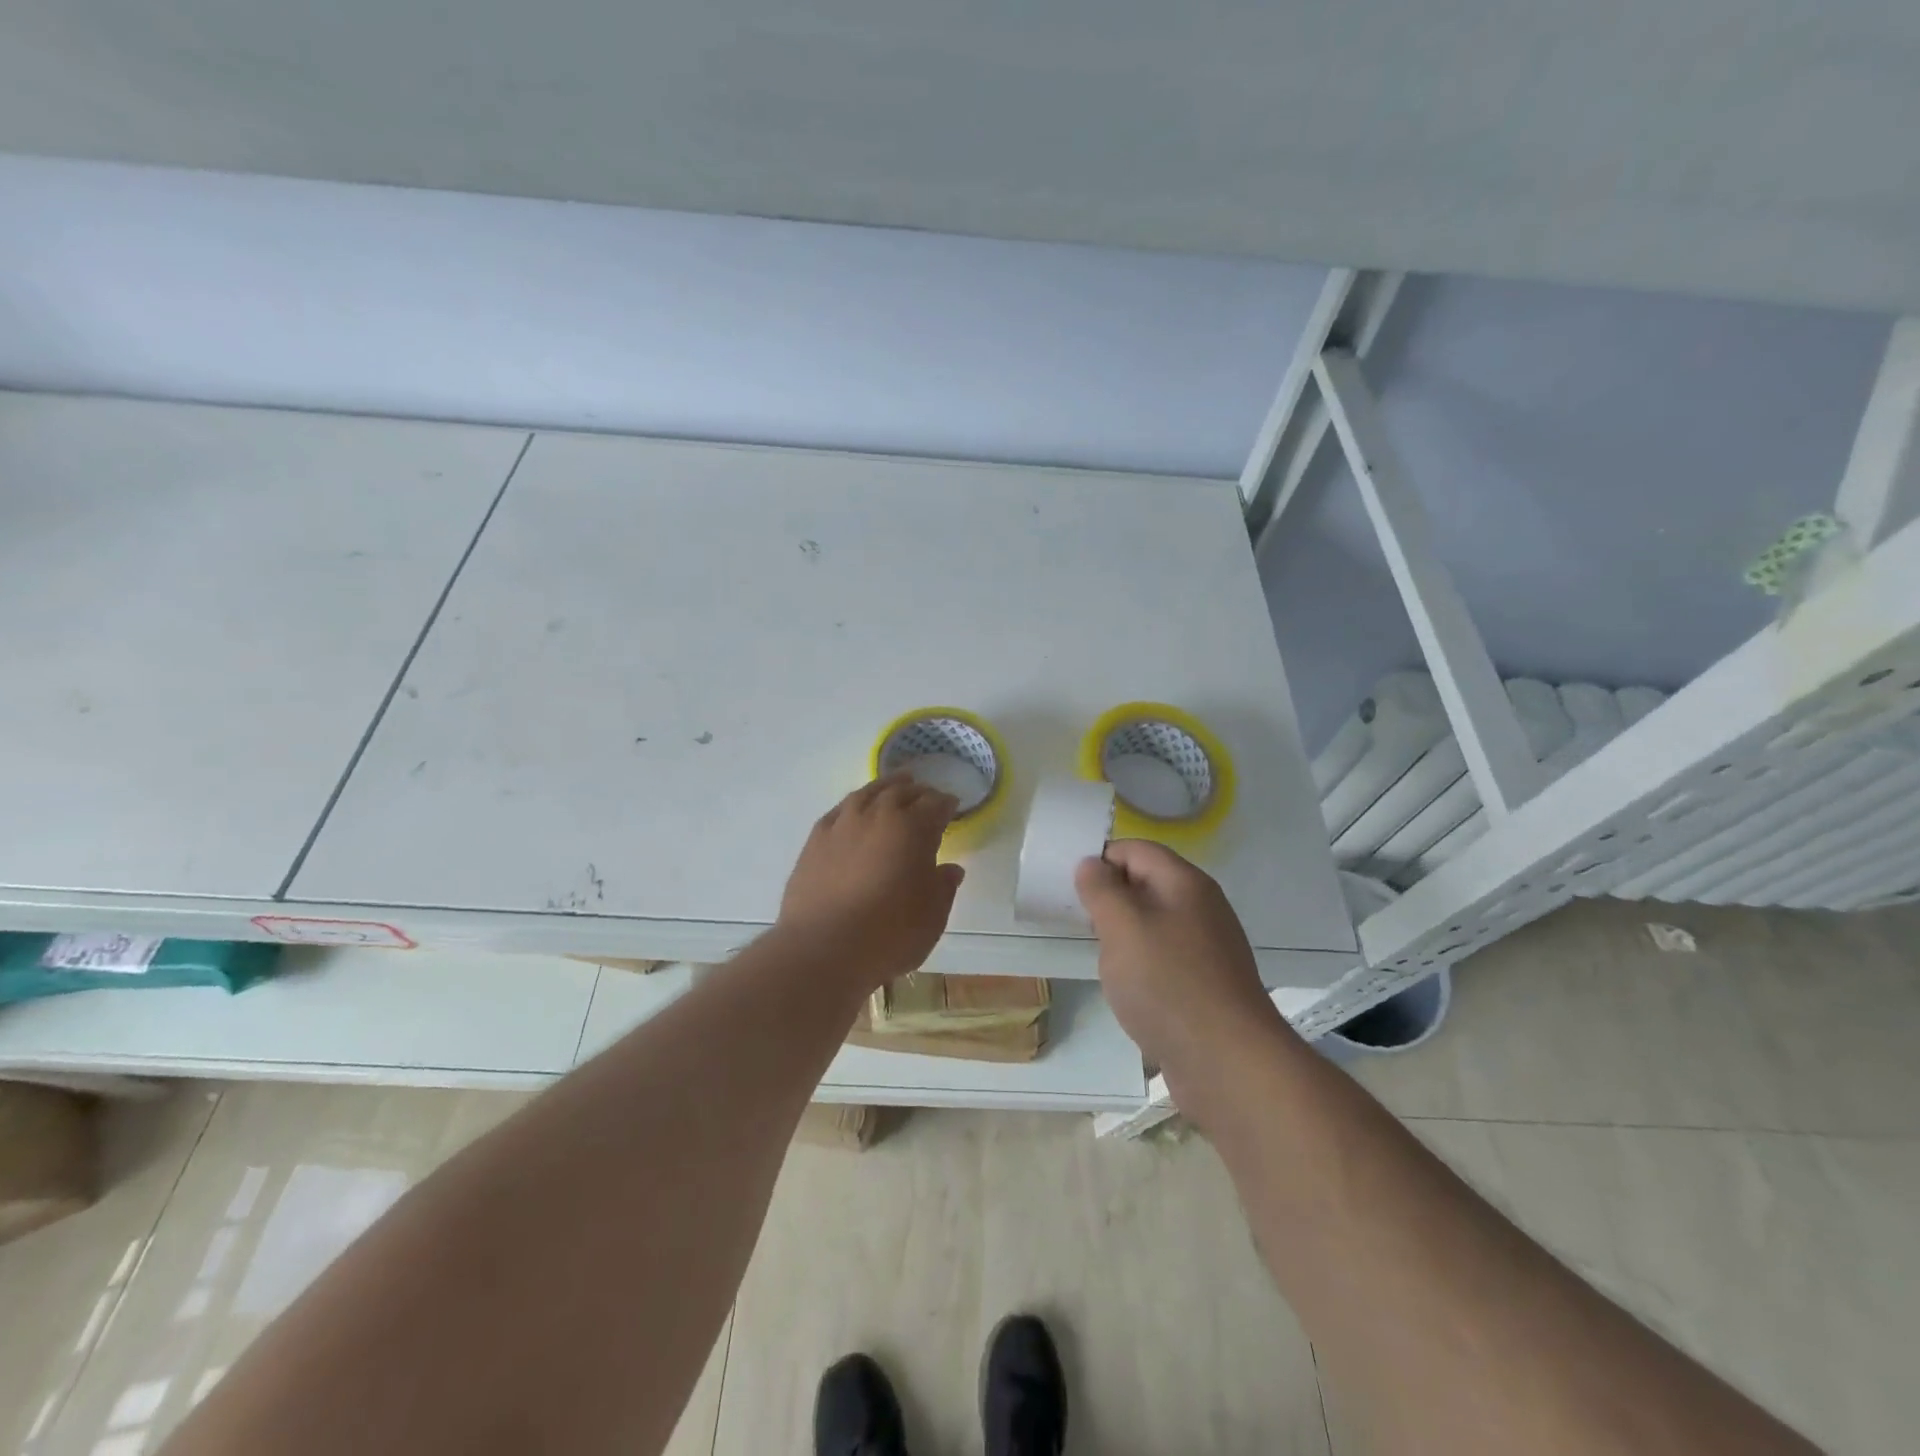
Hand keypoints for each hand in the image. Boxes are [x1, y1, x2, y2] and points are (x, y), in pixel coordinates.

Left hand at [778, 774, 965, 988]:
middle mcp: (878, 815)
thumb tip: (950, 869)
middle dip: (918, 792)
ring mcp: (842, 824)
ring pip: (867, 793)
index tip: (952, 806)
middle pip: (901, 792)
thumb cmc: (889, 934)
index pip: (935, 804)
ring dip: (884, 788)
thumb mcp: (932, 916)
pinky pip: (839, 810)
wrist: (823, 948)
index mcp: (913, 828)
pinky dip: (853, 806)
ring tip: (893, 788)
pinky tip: (853, 811)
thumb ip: (943, 887)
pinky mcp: (815, 839)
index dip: (946, 804)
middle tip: (925, 796)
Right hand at [1075, 840, 1289, 1092]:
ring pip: (1154, 924)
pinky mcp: (1206, 984)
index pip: (1136, 850)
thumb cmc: (1168, 983)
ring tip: (1100, 957)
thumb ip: (1102, 890)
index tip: (1070, 887)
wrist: (1227, 1063)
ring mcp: (1207, 948)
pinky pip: (1165, 958)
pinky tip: (1128, 988)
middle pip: (1147, 884)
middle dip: (1109, 898)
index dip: (1101, 860)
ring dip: (1123, 935)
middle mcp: (1201, 908)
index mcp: (1185, 884)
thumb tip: (1091, 864)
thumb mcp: (1122, 927)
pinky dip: (1141, 965)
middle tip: (1078, 921)